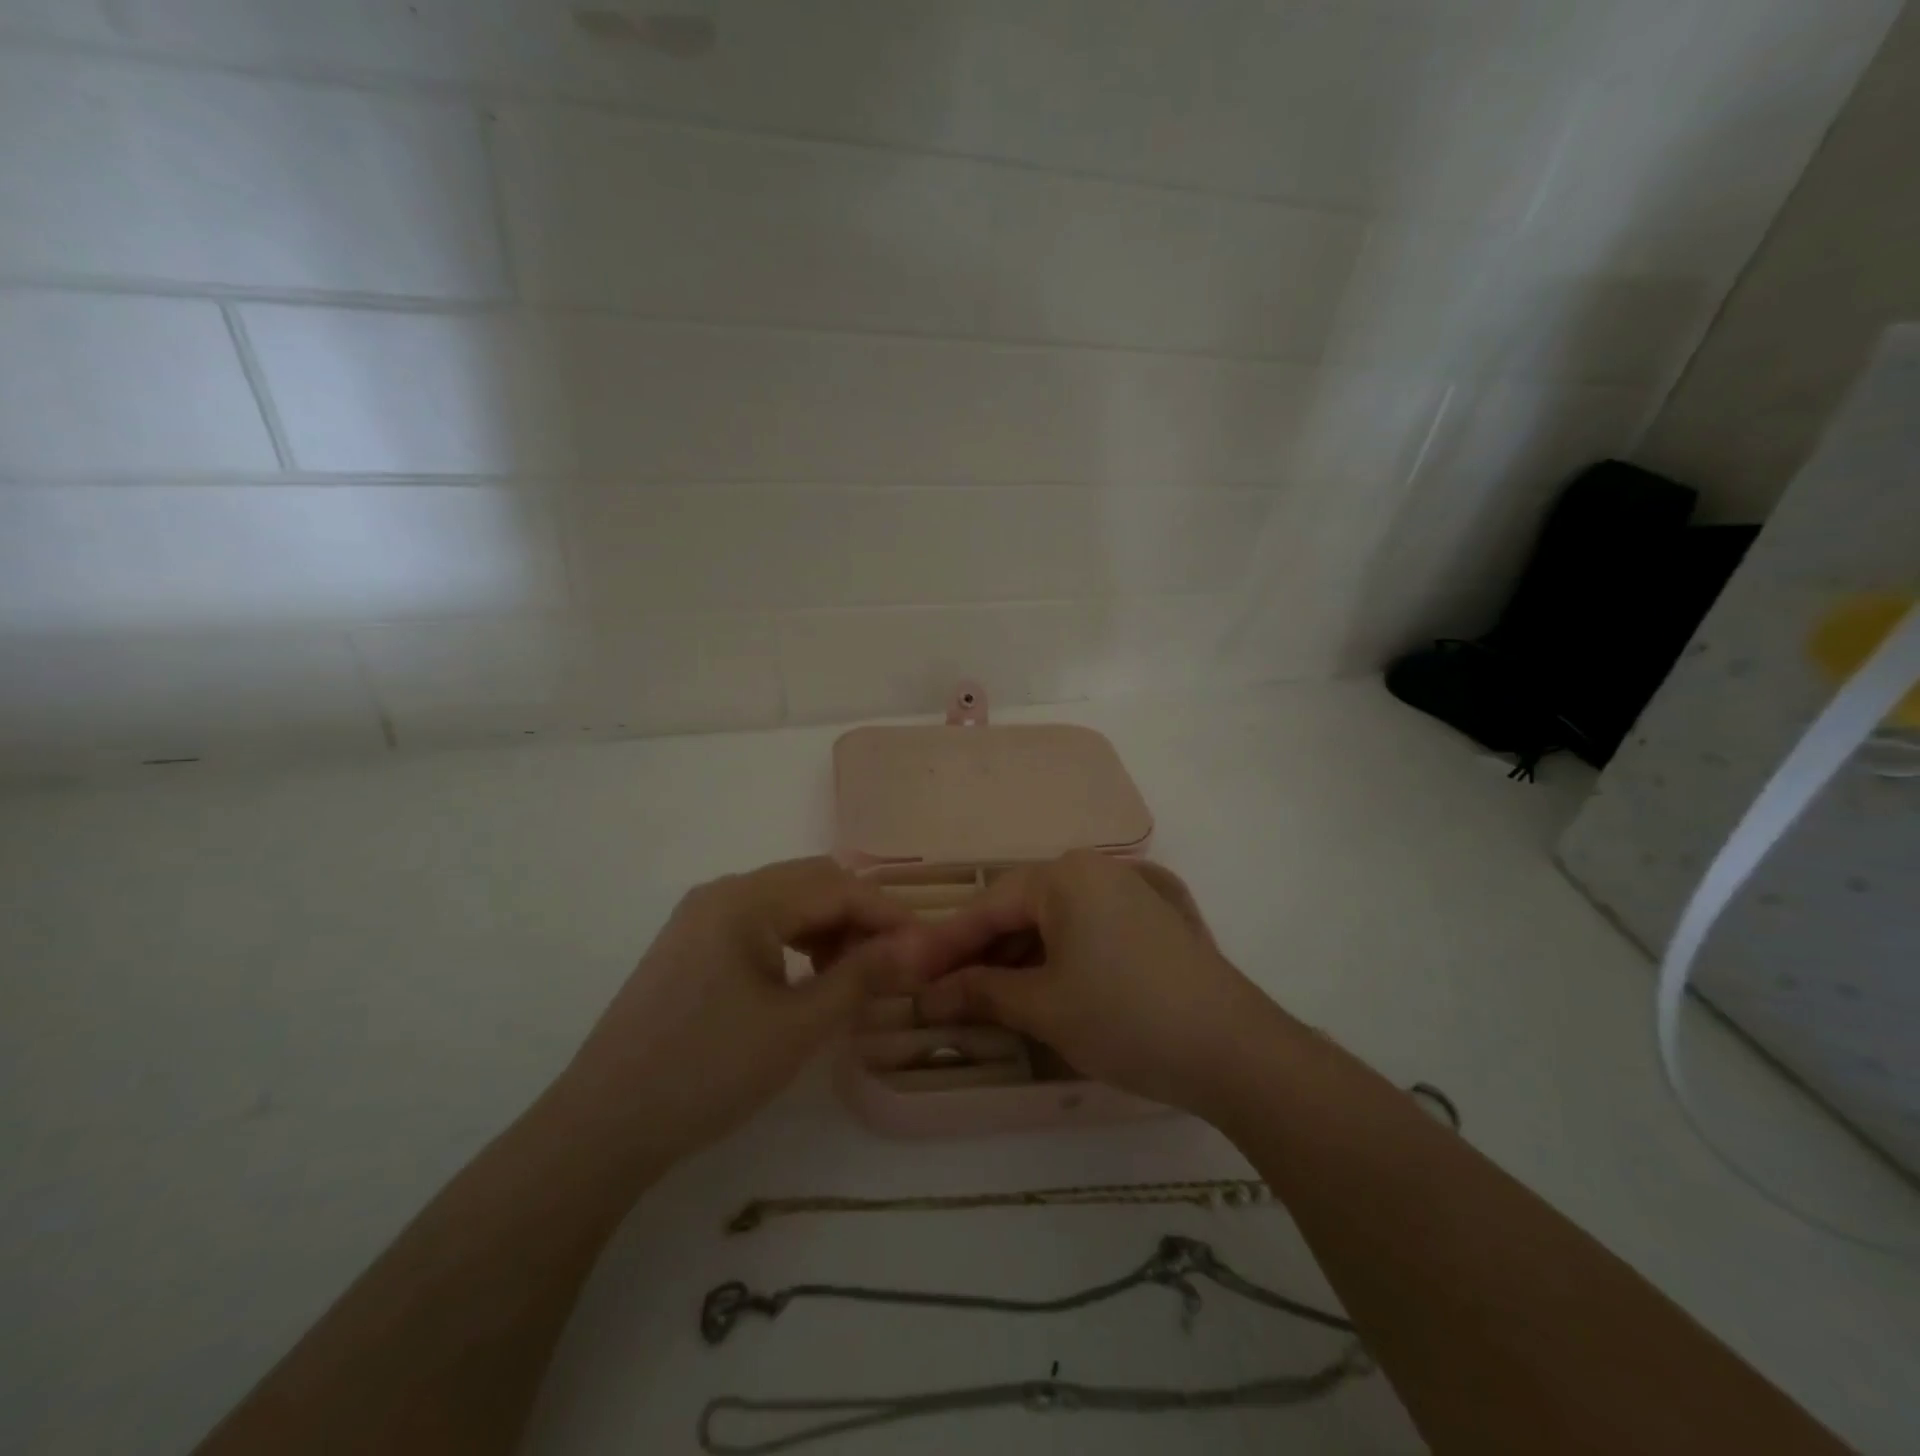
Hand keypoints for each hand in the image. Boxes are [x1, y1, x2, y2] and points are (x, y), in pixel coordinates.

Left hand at [559, 858, 919, 1164]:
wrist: (603, 1127)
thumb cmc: (707, 1072)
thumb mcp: (798, 1027)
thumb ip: (862, 977)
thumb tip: (919, 946)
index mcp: (745, 900)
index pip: (836, 887)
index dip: (888, 914)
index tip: (928, 947)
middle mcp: (722, 892)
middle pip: (811, 882)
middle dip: (860, 915)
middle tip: (895, 961)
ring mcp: (701, 917)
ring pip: (786, 901)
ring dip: (829, 927)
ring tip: (857, 973)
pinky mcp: (691, 945)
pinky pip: (760, 924)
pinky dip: (797, 941)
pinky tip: (810, 977)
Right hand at [914, 851, 1284, 1115]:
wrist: (1235, 1050)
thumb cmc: (1126, 1018)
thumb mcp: (1045, 1007)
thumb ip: (982, 993)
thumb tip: (930, 996)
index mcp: (1065, 876)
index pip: (987, 906)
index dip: (943, 944)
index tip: (905, 972)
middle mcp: (1094, 870)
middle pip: (1018, 909)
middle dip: (979, 951)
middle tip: (941, 990)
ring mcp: (1126, 892)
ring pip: (1050, 921)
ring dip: (1014, 958)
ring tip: (981, 997)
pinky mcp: (1148, 919)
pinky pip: (1081, 931)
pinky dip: (1052, 959)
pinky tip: (1033, 989)